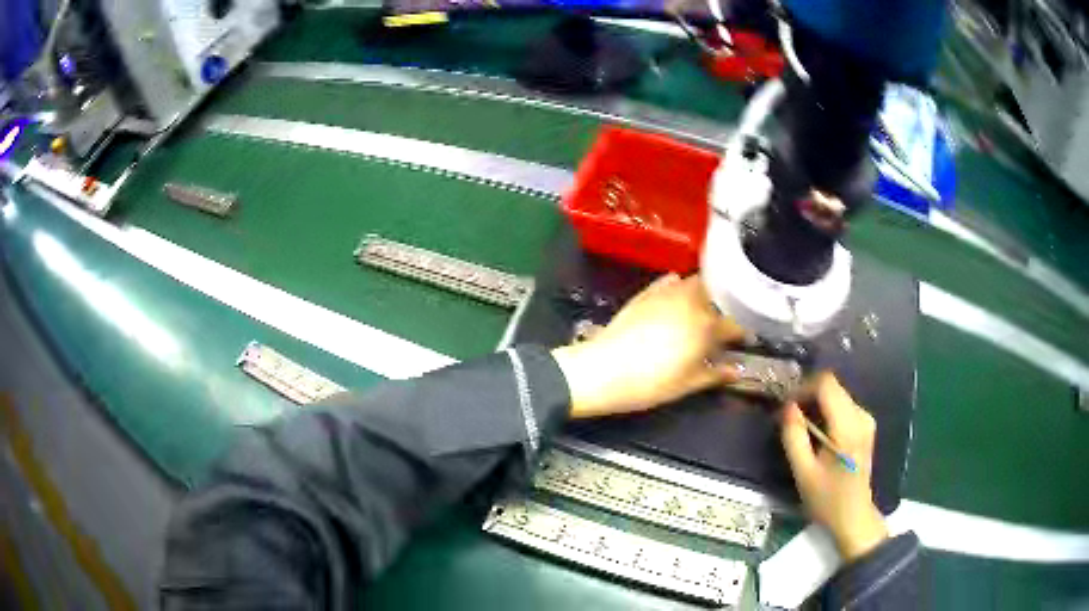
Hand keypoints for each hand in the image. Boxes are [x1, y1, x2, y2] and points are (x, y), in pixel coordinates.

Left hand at [552, 273, 743, 418]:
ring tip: (709, 308)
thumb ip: (715, 375)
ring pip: (697, 282)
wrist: (603, 370)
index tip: (748, 339)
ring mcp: (667, 294)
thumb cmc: (650, 383)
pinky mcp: (646, 292)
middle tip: (729, 321)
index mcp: (706, 326)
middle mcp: (691, 302)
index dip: (746, 331)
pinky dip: (680, 286)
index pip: (736, 322)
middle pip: (720, 294)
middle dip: (729, 304)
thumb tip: (736, 371)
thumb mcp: (687, 385)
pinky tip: (679, 297)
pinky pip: (670, 281)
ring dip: (708, 292)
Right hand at [781, 373, 887, 560]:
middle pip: (832, 387)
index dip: (803, 388)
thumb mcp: (803, 472)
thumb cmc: (826, 499)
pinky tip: (817, 434)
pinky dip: (826, 412)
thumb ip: (794, 436)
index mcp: (847, 427)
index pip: (826, 384)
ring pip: (837, 394)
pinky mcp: (865, 425)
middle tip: (789, 419)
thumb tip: (787, 407)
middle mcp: (861, 416)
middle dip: (808, 396)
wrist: (853, 516)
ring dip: (816, 404)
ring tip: (801, 428)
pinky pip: (842, 405)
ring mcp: (866, 419)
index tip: (786, 408)